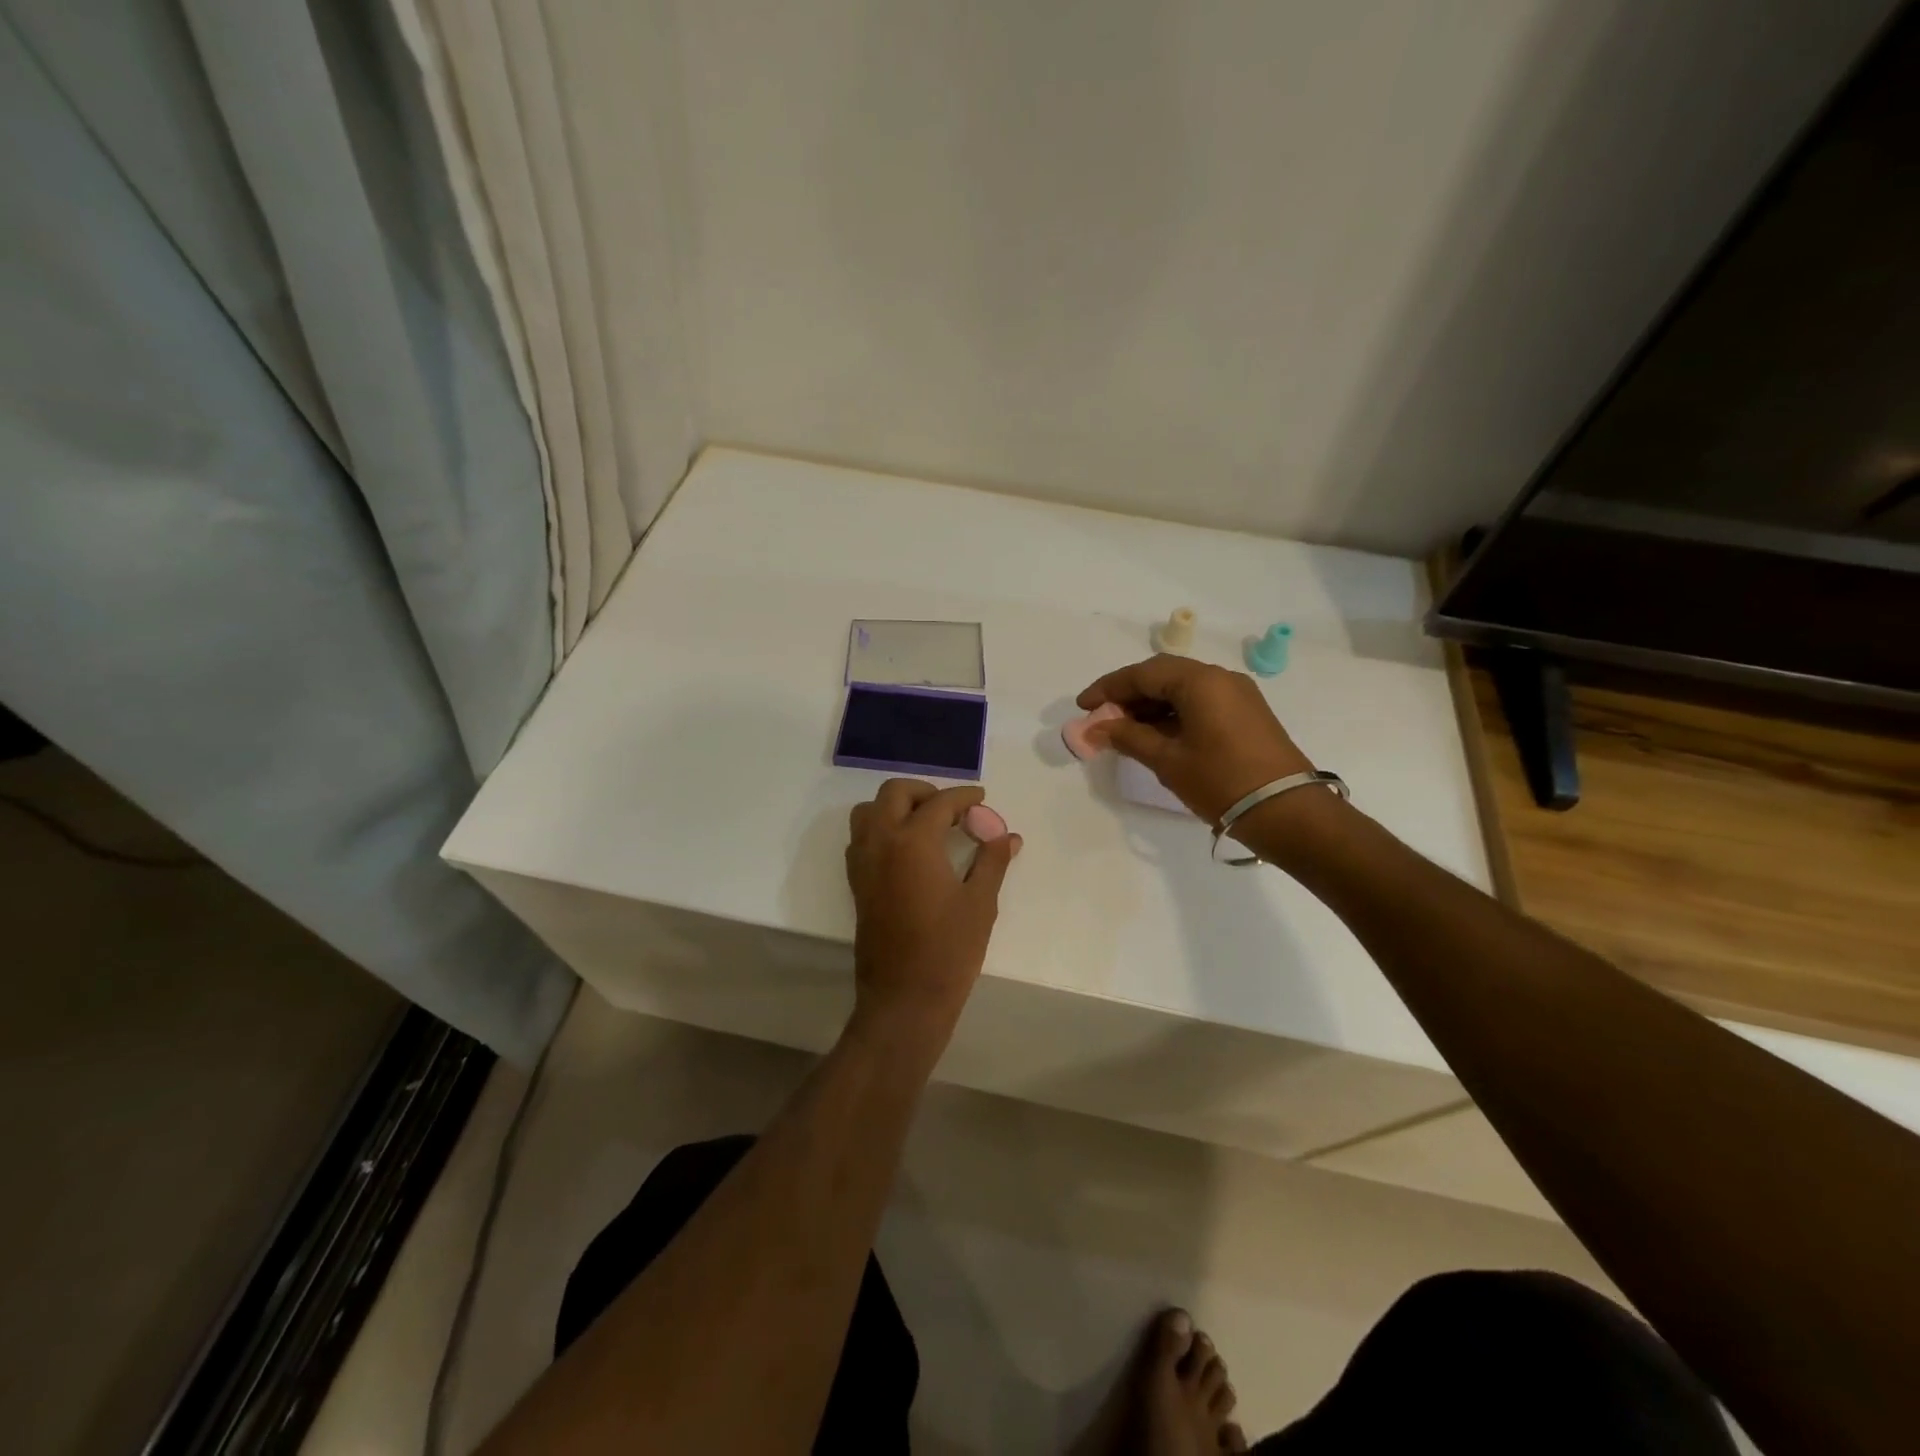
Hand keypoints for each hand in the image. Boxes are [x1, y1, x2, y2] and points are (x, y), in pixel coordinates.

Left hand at [845, 779, 1020, 1045]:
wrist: (904, 998)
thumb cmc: (948, 950)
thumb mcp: (980, 903)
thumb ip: (992, 861)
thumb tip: (1008, 836)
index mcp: (912, 842)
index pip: (939, 803)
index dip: (963, 797)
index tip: (981, 799)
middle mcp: (881, 843)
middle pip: (894, 793)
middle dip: (925, 791)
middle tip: (953, 808)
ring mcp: (863, 863)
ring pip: (870, 812)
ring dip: (896, 806)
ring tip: (926, 823)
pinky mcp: (857, 883)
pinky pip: (862, 838)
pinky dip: (882, 828)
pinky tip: (908, 849)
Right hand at [1077, 656, 1314, 822]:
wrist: (1288, 812)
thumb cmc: (1221, 781)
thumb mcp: (1167, 760)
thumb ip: (1128, 737)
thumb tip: (1095, 727)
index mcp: (1200, 681)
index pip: (1143, 673)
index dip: (1108, 688)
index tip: (1082, 707)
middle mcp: (1220, 678)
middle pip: (1163, 676)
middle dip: (1128, 695)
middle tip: (1101, 719)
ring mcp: (1237, 695)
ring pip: (1182, 689)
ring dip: (1150, 706)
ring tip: (1123, 732)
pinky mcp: (1246, 714)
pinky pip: (1200, 702)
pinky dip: (1173, 714)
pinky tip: (1155, 736)